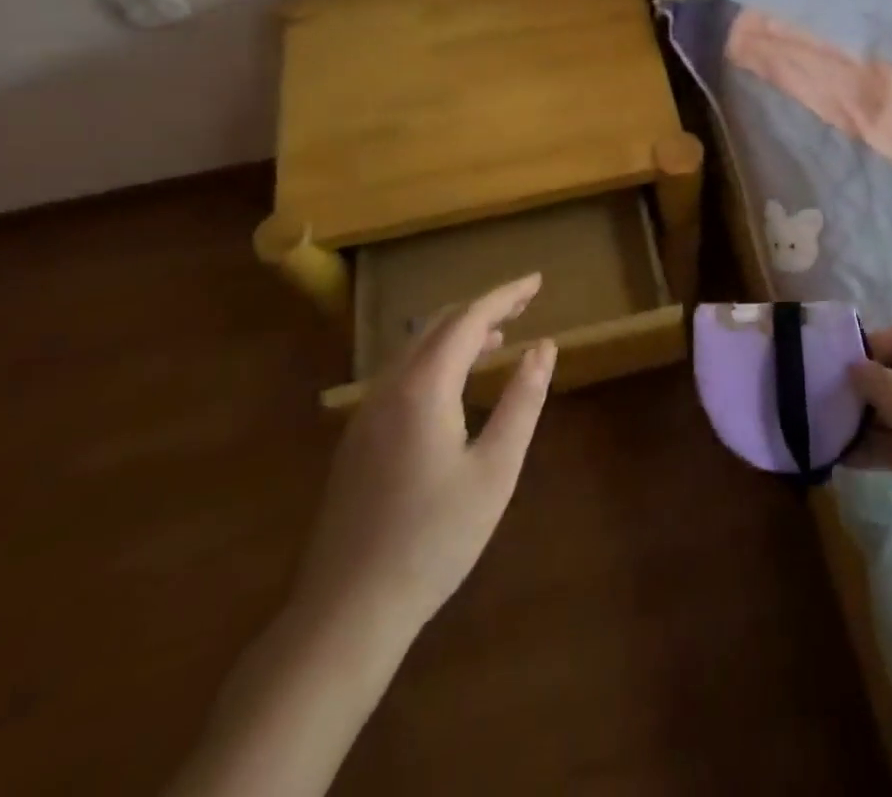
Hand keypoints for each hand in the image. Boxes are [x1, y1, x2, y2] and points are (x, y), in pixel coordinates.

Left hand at [288, 273, 556, 654]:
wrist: (347, 611)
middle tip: (524, 304)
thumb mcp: (495, 470)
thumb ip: (523, 401)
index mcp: (424, 388)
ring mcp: (367, 413)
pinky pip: (402, 374)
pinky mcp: (358, 438)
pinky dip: (437, 358)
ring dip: (458, 333)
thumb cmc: (434, 539)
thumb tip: (544, 347)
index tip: (537, 282)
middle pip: (439, 326)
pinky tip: (455, 383)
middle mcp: (390, 388)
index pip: (469, 319)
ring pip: (415, 348)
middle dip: (483, 308)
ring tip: (499, 337)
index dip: (505, 296)